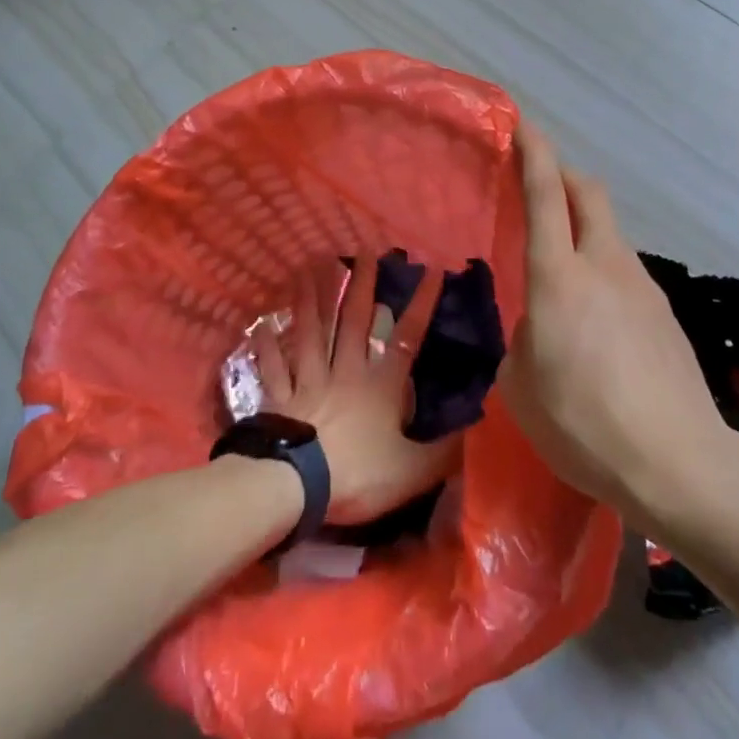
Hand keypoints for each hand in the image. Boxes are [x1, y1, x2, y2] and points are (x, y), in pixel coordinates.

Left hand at [252, 259, 459, 525]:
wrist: (295, 487)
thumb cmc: (357, 474)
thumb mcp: (412, 471)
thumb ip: (444, 452)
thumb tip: (476, 429)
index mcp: (381, 386)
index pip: (408, 338)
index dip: (422, 304)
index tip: (432, 271)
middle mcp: (346, 372)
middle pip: (353, 321)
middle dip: (361, 285)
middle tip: (363, 251)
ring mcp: (310, 381)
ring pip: (312, 332)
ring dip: (311, 299)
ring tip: (308, 267)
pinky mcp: (280, 398)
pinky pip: (275, 367)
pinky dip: (268, 346)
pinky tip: (262, 324)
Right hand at [499, 121, 725, 525]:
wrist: (680, 464)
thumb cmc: (585, 423)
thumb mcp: (522, 387)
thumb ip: (524, 341)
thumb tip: (540, 327)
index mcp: (559, 276)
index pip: (545, 193)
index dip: (533, 151)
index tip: (520, 123)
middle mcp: (604, 264)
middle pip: (588, 192)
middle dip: (563, 172)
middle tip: (538, 179)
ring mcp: (641, 286)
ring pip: (608, 232)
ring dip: (583, 227)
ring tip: (562, 271)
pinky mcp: (664, 313)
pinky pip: (625, 271)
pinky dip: (602, 269)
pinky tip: (596, 320)